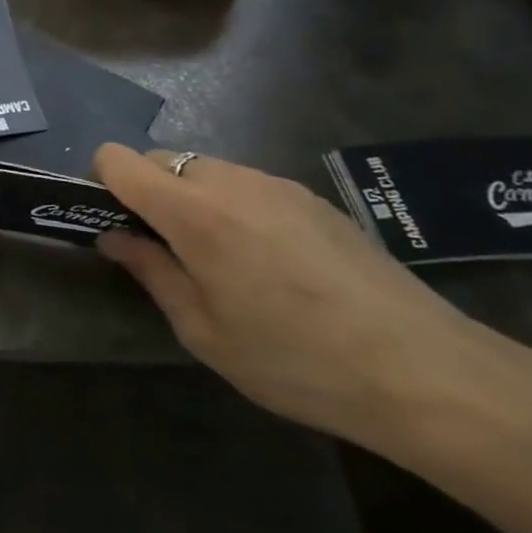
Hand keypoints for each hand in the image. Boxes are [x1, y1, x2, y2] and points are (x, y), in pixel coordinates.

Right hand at [93, 145, 525, 457]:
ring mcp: (276, 184)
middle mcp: (230, 181)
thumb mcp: (203, 331)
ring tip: (222, 260)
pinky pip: (247, 184)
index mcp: (193, 211)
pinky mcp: (311, 197)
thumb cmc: (295, 360)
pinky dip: (232, 206)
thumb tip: (113, 236)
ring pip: (205, 170)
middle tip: (167, 251)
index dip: (103, 184)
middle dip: (148, 193)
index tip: (116, 225)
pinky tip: (268, 261)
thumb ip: (150, 271)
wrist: (427, 373)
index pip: (119, 159)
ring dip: (192, 199)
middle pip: (160, 160)